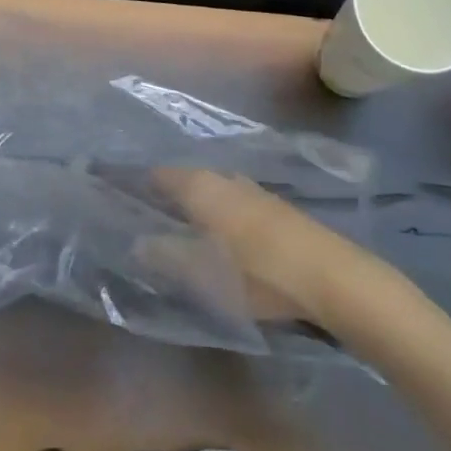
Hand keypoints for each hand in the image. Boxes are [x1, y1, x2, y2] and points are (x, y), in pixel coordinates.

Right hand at [151, 168, 349, 325]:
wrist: (329, 275)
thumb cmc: (258, 273)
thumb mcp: (205, 274)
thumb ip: (167, 256)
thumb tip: (137, 243)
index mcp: (201, 187)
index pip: (159, 175)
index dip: (138, 183)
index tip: (121, 195)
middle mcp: (224, 178)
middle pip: (185, 179)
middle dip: (166, 193)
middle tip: (146, 214)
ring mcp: (252, 189)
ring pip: (211, 188)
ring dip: (194, 201)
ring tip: (179, 224)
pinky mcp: (274, 206)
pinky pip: (232, 199)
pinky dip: (218, 209)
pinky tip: (219, 230)